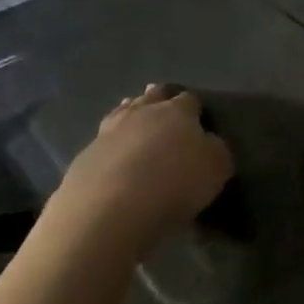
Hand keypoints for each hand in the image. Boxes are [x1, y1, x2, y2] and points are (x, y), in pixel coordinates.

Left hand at [49, 85, 232, 250]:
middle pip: (152, 96)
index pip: (189, 100)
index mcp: (177, 112)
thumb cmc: (175, 183)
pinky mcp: (86, 154)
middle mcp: (142, 113)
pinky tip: (115, 154)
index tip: (198, 118)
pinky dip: (113, 143)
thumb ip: (215, 150)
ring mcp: (109, 131)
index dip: (195, 108)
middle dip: (160, 98)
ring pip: (123, 112)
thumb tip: (207, 142)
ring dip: (132, 114)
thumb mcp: (216, 168)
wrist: (111, 207)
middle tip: (165, 106)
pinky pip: (104, 139)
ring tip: (137, 123)